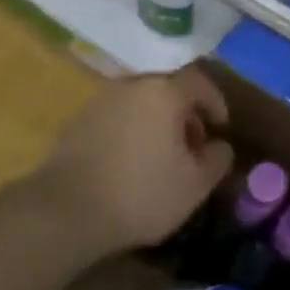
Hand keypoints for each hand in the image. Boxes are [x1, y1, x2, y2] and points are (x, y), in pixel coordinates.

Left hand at [34, 68, 233, 260]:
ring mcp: (101, 99)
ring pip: (141, 101)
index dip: (215, 101)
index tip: (221, 127)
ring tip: (164, 156)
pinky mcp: (80, 118)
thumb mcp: (194, 185)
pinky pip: (119, 114)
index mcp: (163, 91)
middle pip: (168, 88)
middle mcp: (131, 85)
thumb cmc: (141, 193)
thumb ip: (217, 159)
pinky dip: (134, 128)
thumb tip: (220, 145)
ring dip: (159, 120)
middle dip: (186, 112)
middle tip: (194, 144)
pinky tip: (133, 161)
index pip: (199, 81)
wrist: (67, 209)